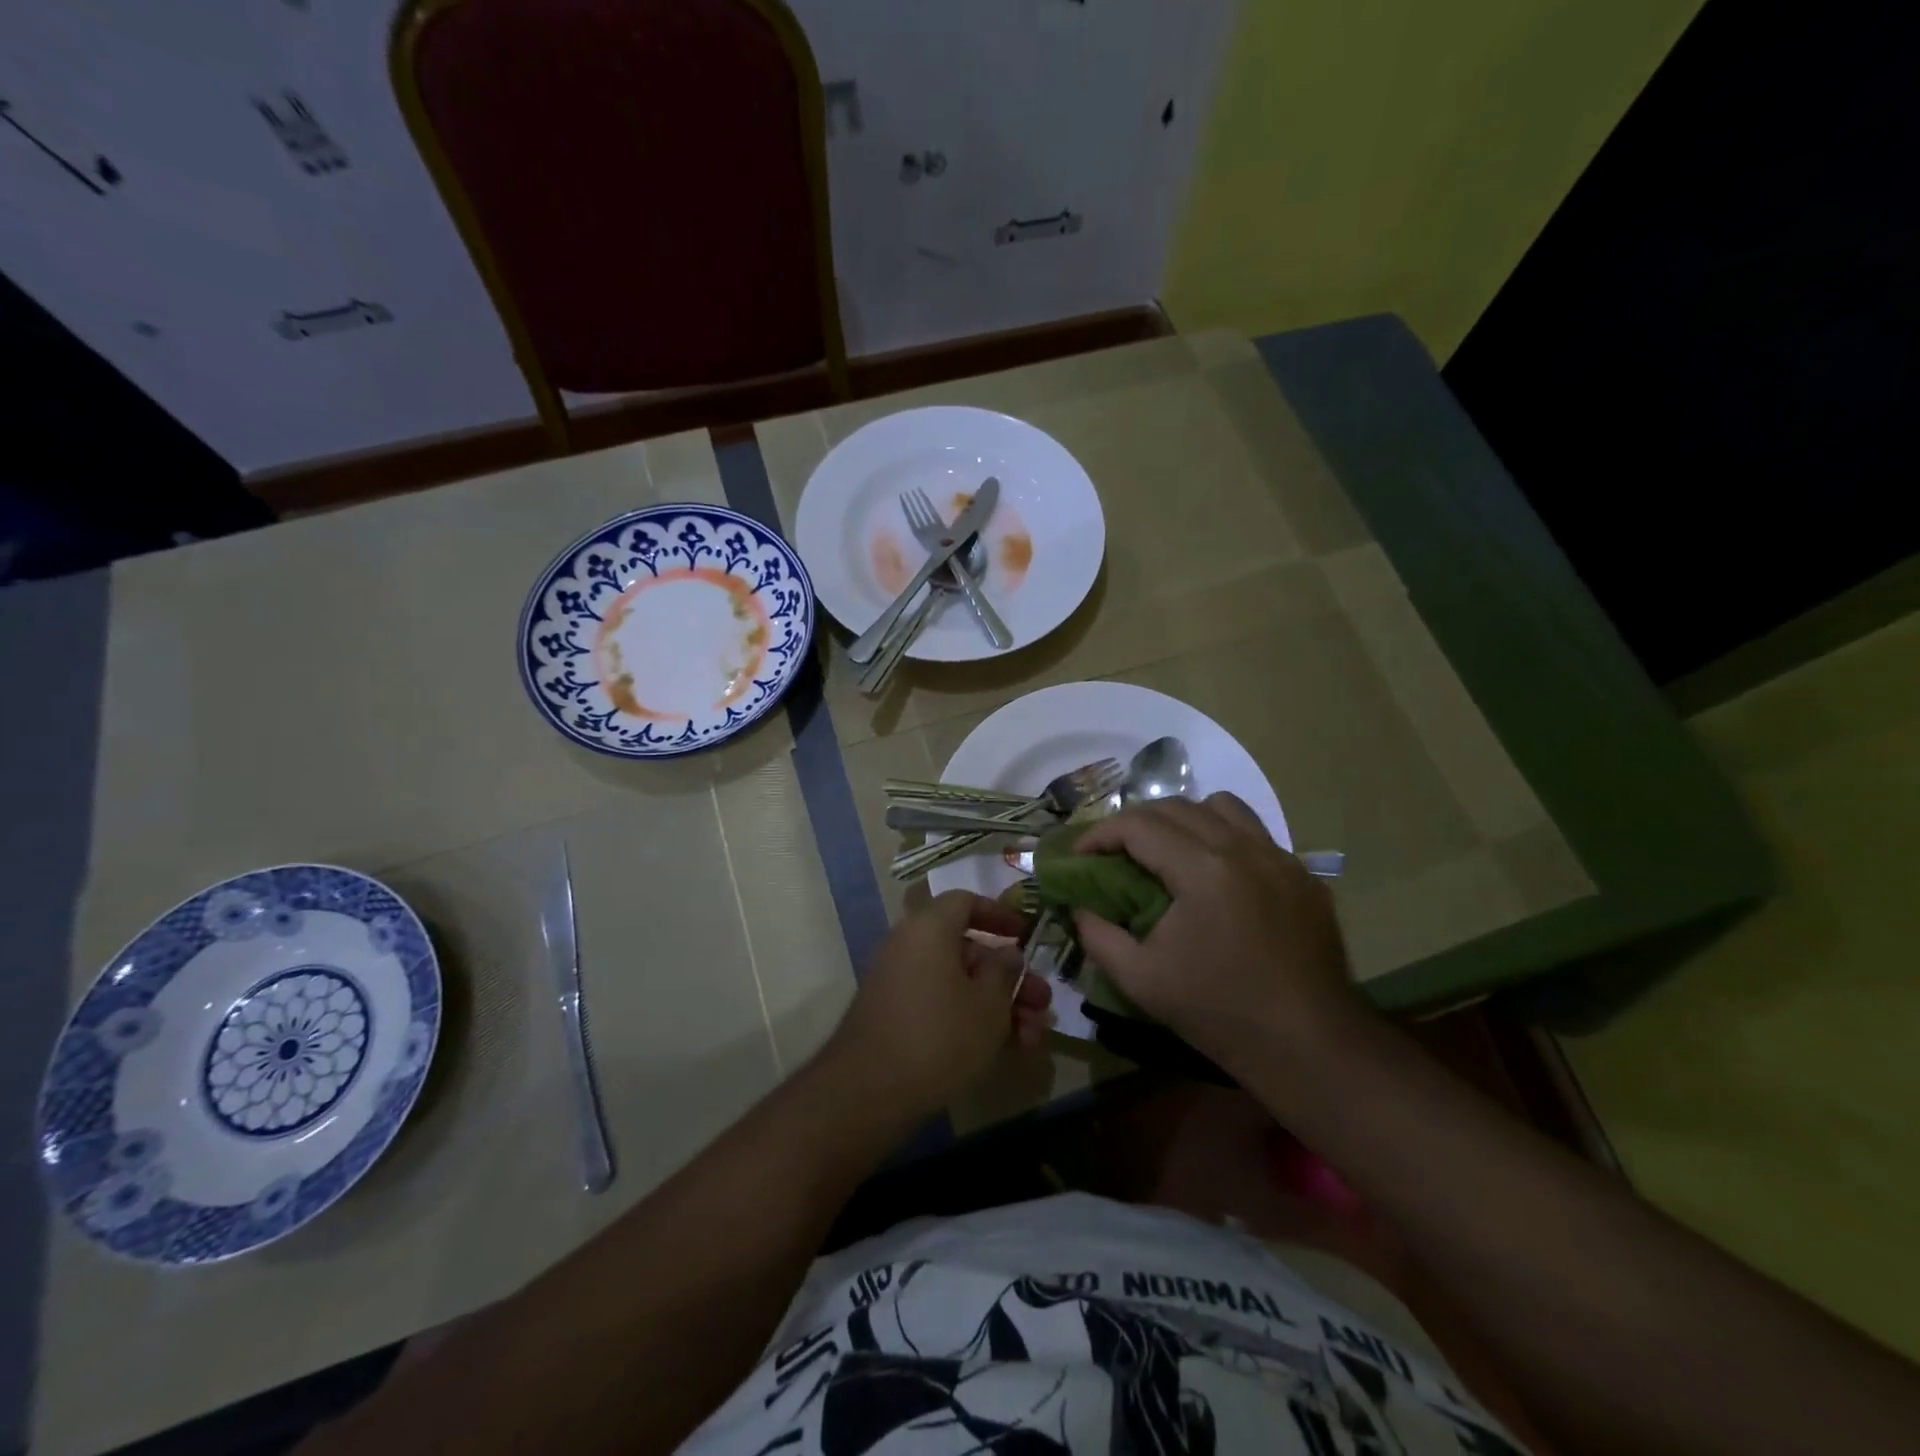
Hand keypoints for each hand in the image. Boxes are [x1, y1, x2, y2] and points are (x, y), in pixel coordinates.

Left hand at [823, 891, 1052, 1121]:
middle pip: (968, 950)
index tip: (1025, 935)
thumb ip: (1004, 971)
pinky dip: (970, 1018)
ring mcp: (898, 982)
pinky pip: (940, 1004)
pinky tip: (1004, 1050)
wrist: (868, 1091)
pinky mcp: (894, 1015)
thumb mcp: (988, 1004)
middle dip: (1010, 978)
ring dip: (997, 1005)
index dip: (999, 914)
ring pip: (958, 983)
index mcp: (929, 928)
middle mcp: (909, 945)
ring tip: (1032, 1038)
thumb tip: (1006, 952)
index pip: (965, 901)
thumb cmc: (939, 1035)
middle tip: (1042, 1004)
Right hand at [1071, 794, 1365, 1079]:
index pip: (1139, 825)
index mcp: (1203, 870)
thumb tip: (1079, 908)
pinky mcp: (1303, 875)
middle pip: (1176, 807)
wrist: (1309, 1045)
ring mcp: (1280, 858)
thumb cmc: (1219, 1012)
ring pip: (1222, 806)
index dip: (1100, 833)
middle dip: (1135, 822)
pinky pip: (1255, 833)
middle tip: (1115, 852)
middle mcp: (1243, 848)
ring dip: (1184, 818)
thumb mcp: (1141, 980)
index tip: (1081, 853)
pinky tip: (1216, 875)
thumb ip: (1098, 936)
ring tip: (1168, 851)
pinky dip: (1224, 837)